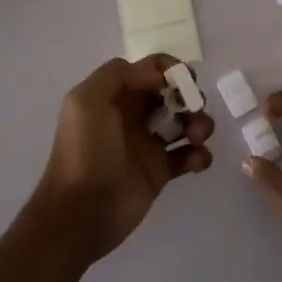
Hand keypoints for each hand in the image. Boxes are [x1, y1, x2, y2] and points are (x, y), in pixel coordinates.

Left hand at [32, 55, 214, 263]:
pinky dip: (201, 154)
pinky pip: (190, 155)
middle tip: (193, 106)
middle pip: (172, 93)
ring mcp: (149, 144)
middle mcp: (133, 115)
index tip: (183, 79)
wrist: (81, 212)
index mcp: (115, 95)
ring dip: (199, 123)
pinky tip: (197, 161)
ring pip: (185, 122)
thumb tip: (159, 75)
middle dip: (189, 95)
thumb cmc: (84, 152)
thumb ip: (119, 75)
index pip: (149, 70)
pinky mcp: (161, 172)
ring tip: (196, 137)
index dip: (170, 68)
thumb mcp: (86, 101)